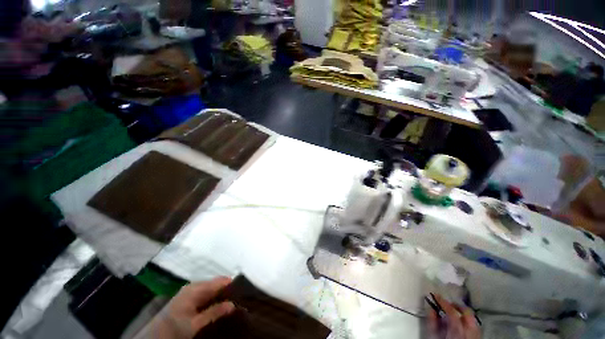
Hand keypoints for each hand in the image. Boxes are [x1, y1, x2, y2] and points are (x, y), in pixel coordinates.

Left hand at [135, 277, 234, 338]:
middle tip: (237, 300)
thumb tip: (233, 304)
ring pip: (212, 288)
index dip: (232, 284)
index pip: (220, 280)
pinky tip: (218, 305)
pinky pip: (206, 293)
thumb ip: (214, 313)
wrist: (153, 335)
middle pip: (216, 283)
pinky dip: (213, 298)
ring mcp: (191, 290)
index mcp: (196, 288)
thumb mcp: (195, 324)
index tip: (243, 291)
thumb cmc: (175, 328)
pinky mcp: (189, 296)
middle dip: (227, 290)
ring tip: (230, 303)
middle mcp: (195, 285)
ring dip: (220, 295)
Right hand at [427, 294, 480, 338]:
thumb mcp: (434, 335)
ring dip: (462, 313)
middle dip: (456, 305)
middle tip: (447, 303)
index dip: (443, 301)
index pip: (452, 311)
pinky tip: (460, 323)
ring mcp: (475, 335)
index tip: (436, 296)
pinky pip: (474, 326)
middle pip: (467, 312)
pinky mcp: (477, 338)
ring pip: (472, 318)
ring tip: (453, 312)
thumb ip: (432, 322)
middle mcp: (470, 331)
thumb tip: (430, 309)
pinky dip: (467, 321)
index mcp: (458, 329)